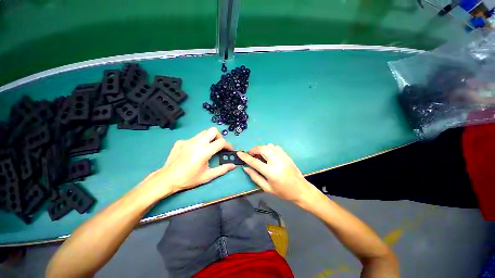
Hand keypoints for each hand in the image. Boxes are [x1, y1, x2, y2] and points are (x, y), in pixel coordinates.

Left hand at [149, 127, 235, 196]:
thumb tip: (233, 165)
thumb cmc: (188, 179)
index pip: (221, 142)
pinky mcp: (181, 141)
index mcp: (204, 152)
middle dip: (219, 137)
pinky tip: (195, 151)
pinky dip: (199, 142)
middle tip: (219, 146)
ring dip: (210, 138)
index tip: (229, 150)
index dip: (228, 145)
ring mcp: (187, 141)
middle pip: (213, 130)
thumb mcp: (207, 176)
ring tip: (209, 147)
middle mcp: (196, 143)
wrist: (167, 179)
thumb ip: (222, 169)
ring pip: (204, 132)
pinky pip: (194, 137)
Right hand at [237, 144, 318, 206]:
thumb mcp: (267, 188)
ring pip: (269, 146)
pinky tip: (269, 155)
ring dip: (262, 149)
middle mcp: (276, 161)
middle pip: (262, 149)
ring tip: (261, 156)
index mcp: (271, 172)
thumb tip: (245, 168)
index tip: (239, 153)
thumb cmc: (283, 192)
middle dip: (254, 150)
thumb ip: (255, 177)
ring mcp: (283, 157)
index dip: (245, 157)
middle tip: (252, 155)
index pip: (255, 162)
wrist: (301, 190)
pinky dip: (270, 148)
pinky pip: (275, 147)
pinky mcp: (287, 155)